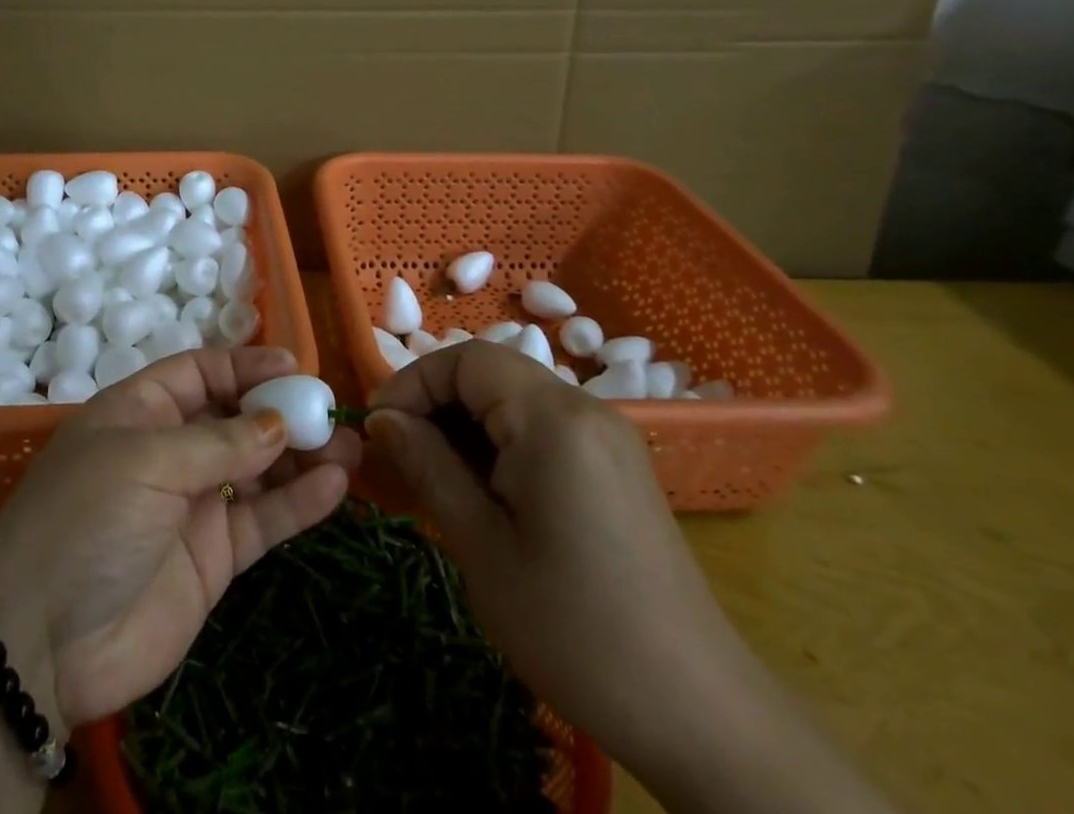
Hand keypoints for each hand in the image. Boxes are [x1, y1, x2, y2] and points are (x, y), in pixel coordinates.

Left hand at [0, 346, 360, 728]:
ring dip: (302, 456)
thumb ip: (220, 442)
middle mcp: (171, 451)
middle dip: (283, 411)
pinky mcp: (214, 557)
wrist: (41, 644)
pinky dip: (299, 503)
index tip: (294, 366)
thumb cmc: (86, 519)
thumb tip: (278, 423)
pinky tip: (335, 486)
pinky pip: (263, 520)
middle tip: (330, 411)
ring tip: (348, 446)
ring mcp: (194, 505)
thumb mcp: (147, 461)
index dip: (246, 366)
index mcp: (141, 411)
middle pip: (237, 418)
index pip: (201, 372)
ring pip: (258, 468)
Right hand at [365, 343, 765, 781]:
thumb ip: (428, 465)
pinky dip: (499, 442)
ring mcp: (606, 436)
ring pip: (514, 399)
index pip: (466, 359)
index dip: (412, 382)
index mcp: (553, 417)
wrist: (697, 713)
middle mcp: (584, 408)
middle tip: (397, 452)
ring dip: (465, 423)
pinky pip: (541, 428)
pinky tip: (481, 489)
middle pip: (490, 372)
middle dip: (435, 402)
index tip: (376, 427)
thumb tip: (382, 419)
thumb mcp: (481, 546)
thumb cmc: (574, 628)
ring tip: (431, 474)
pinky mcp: (616, 465)